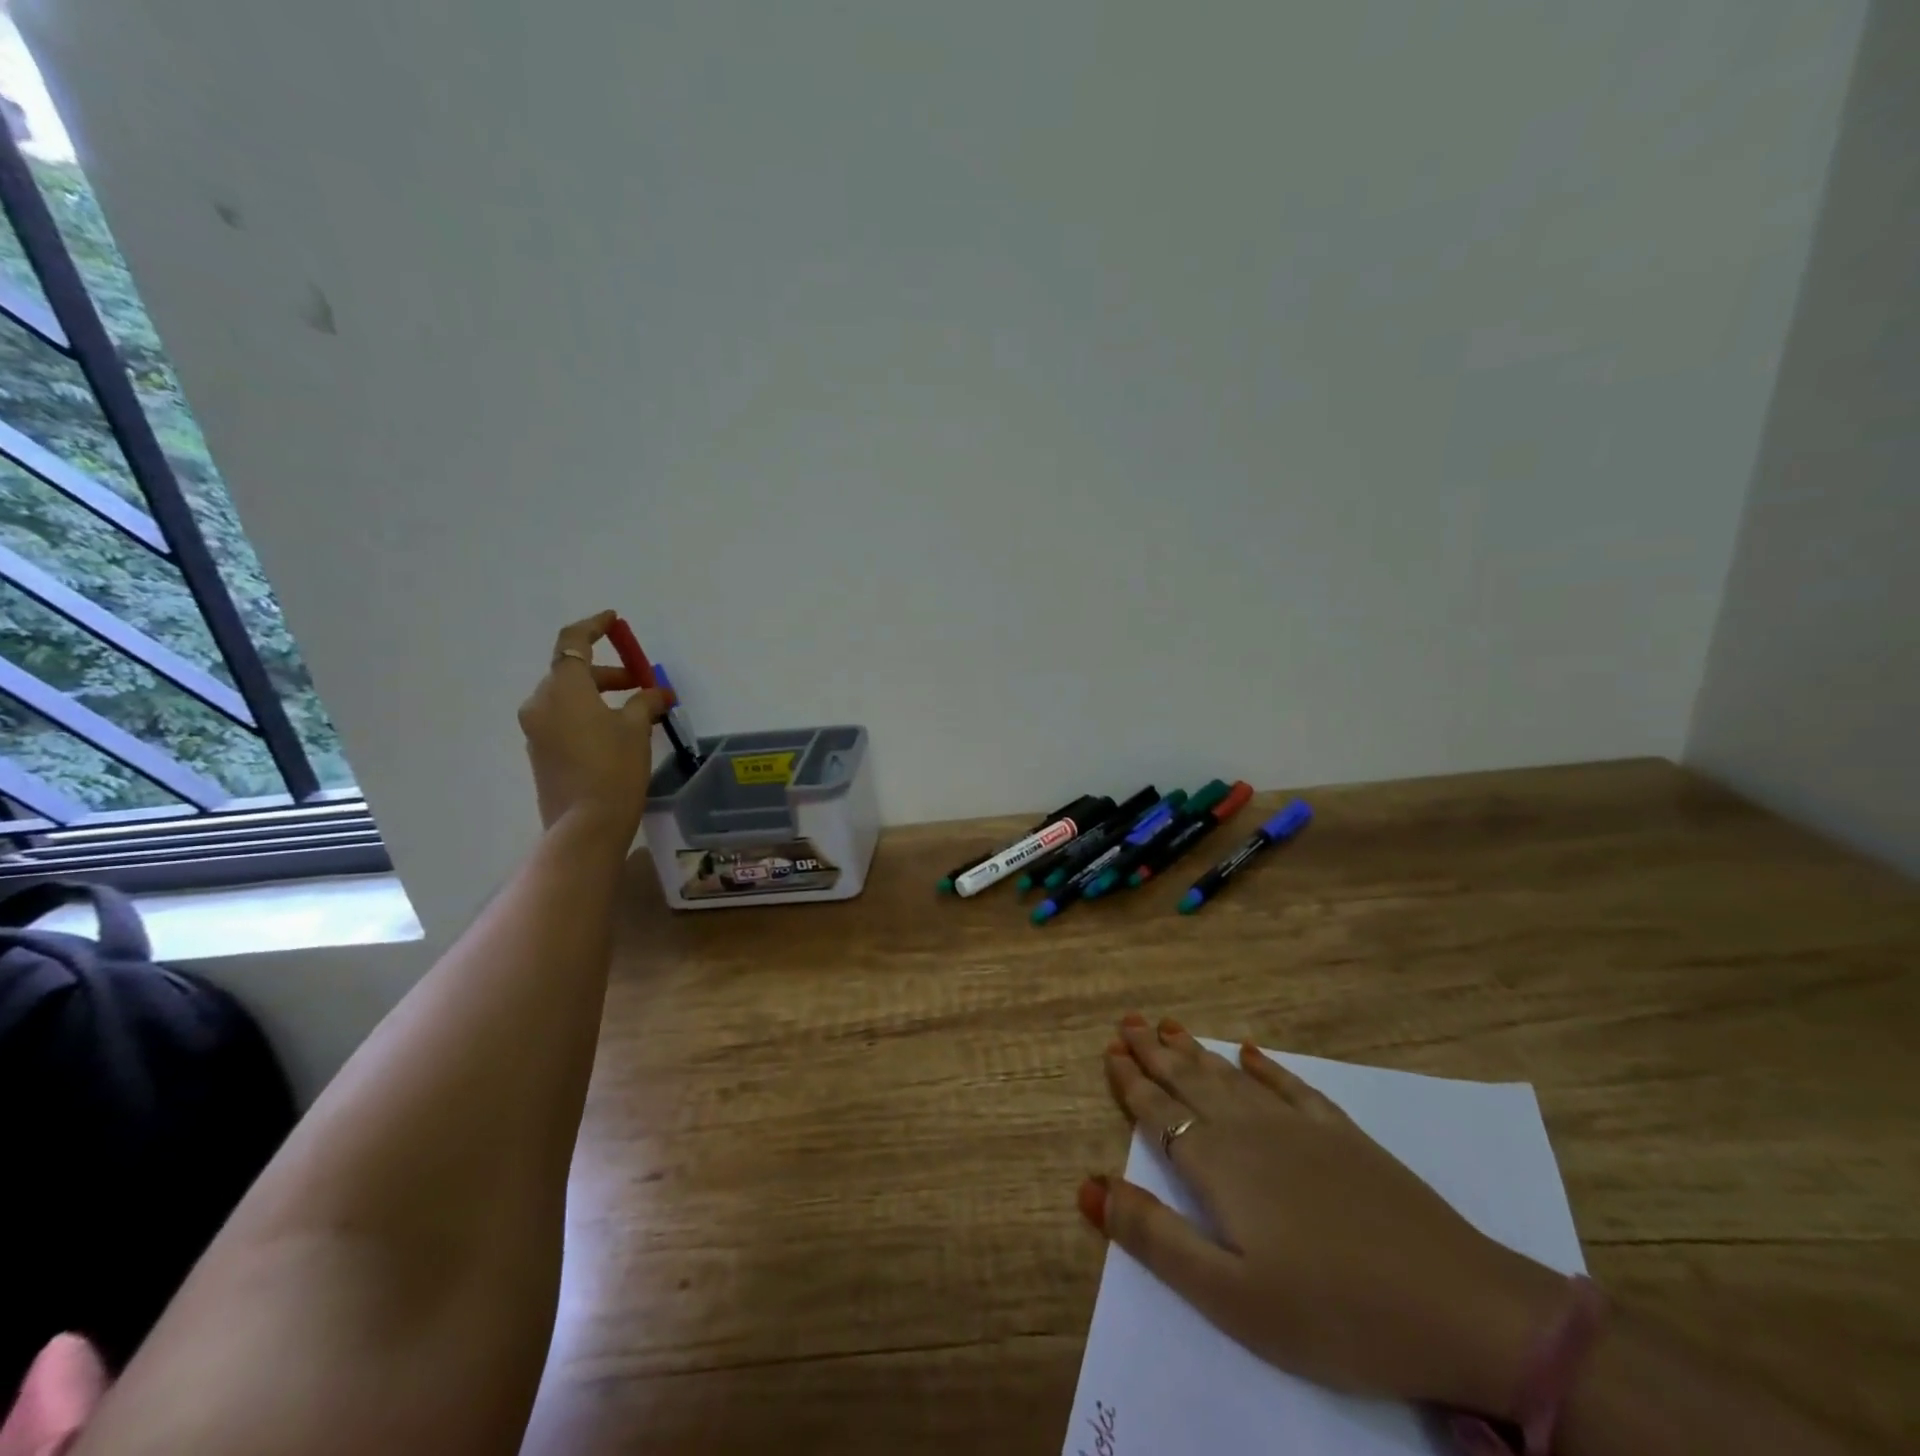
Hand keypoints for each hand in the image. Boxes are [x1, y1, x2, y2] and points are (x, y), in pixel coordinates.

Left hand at [517, 611, 669, 832]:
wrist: (586, 825)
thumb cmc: (614, 768)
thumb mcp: (636, 728)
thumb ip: (644, 701)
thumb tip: (654, 693)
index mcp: (563, 688)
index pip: (574, 642)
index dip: (595, 627)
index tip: (614, 620)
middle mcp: (541, 703)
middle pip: (572, 672)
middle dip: (608, 673)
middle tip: (641, 683)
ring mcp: (536, 730)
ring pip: (569, 698)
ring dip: (599, 695)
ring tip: (635, 711)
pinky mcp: (540, 753)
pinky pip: (564, 720)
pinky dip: (588, 715)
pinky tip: (616, 733)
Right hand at [1081, 1015, 1568, 1418]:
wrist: (1460, 1307)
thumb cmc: (1333, 1313)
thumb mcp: (1231, 1296)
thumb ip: (1155, 1238)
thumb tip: (1088, 1187)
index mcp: (1220, 1167)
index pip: (1160, 1114)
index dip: (1132, 1083)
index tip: (1109, 1052)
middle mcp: (1252, 1132)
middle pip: (1191, 1082)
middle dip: (1155, 1052)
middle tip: (1128, 1021)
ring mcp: (1302, 1128)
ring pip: (1232, 1077)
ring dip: (1196, 1051)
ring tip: (1168, 1025)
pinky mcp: (1344, 1136)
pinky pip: (1291, 1087)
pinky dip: (1266, 1067)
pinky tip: (1252, 1053)